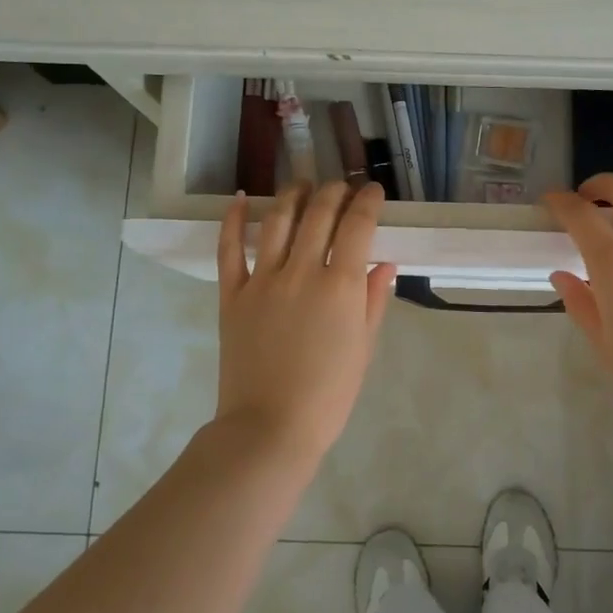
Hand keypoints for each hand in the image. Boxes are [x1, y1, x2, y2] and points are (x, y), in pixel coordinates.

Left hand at [215, 181, 397, 462]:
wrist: (270, 427)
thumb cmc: (328, 395)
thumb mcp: (363, 348)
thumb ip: (373, 300)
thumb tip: (384, 263)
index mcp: (339, 286)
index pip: (357, 225)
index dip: (368, 201)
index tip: (374, 192)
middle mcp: (301, 271)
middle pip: (318, 214)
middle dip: (334, 191)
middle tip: (342, 187)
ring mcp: (262, 280)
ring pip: (277, 220)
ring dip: (292, 195)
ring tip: (303, 185)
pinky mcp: (232, 294)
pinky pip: (229, 249)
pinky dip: (233, 219)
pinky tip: (240, 199)